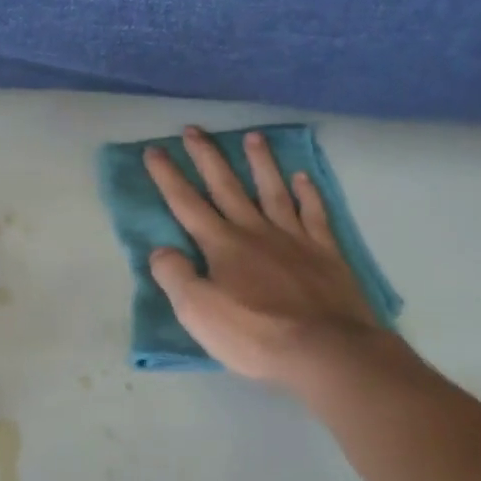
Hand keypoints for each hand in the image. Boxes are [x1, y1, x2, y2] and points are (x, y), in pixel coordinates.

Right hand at [144, 127, 407, 390]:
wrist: (326, 351)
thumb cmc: (255, 335)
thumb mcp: (198, 312)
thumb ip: (175, 276)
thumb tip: (160, 249)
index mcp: (222, 245)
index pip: (187, 203)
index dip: (168, 176)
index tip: (155, 150)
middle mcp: (255, 231)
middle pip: (226, 186)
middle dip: (207, 157)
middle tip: (194, 129)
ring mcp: (294, 238)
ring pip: (273, 190)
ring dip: (260, 163)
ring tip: (253, 137)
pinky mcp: (325, 252)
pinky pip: (314, 214)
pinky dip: (308, 193)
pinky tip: (303, 178)